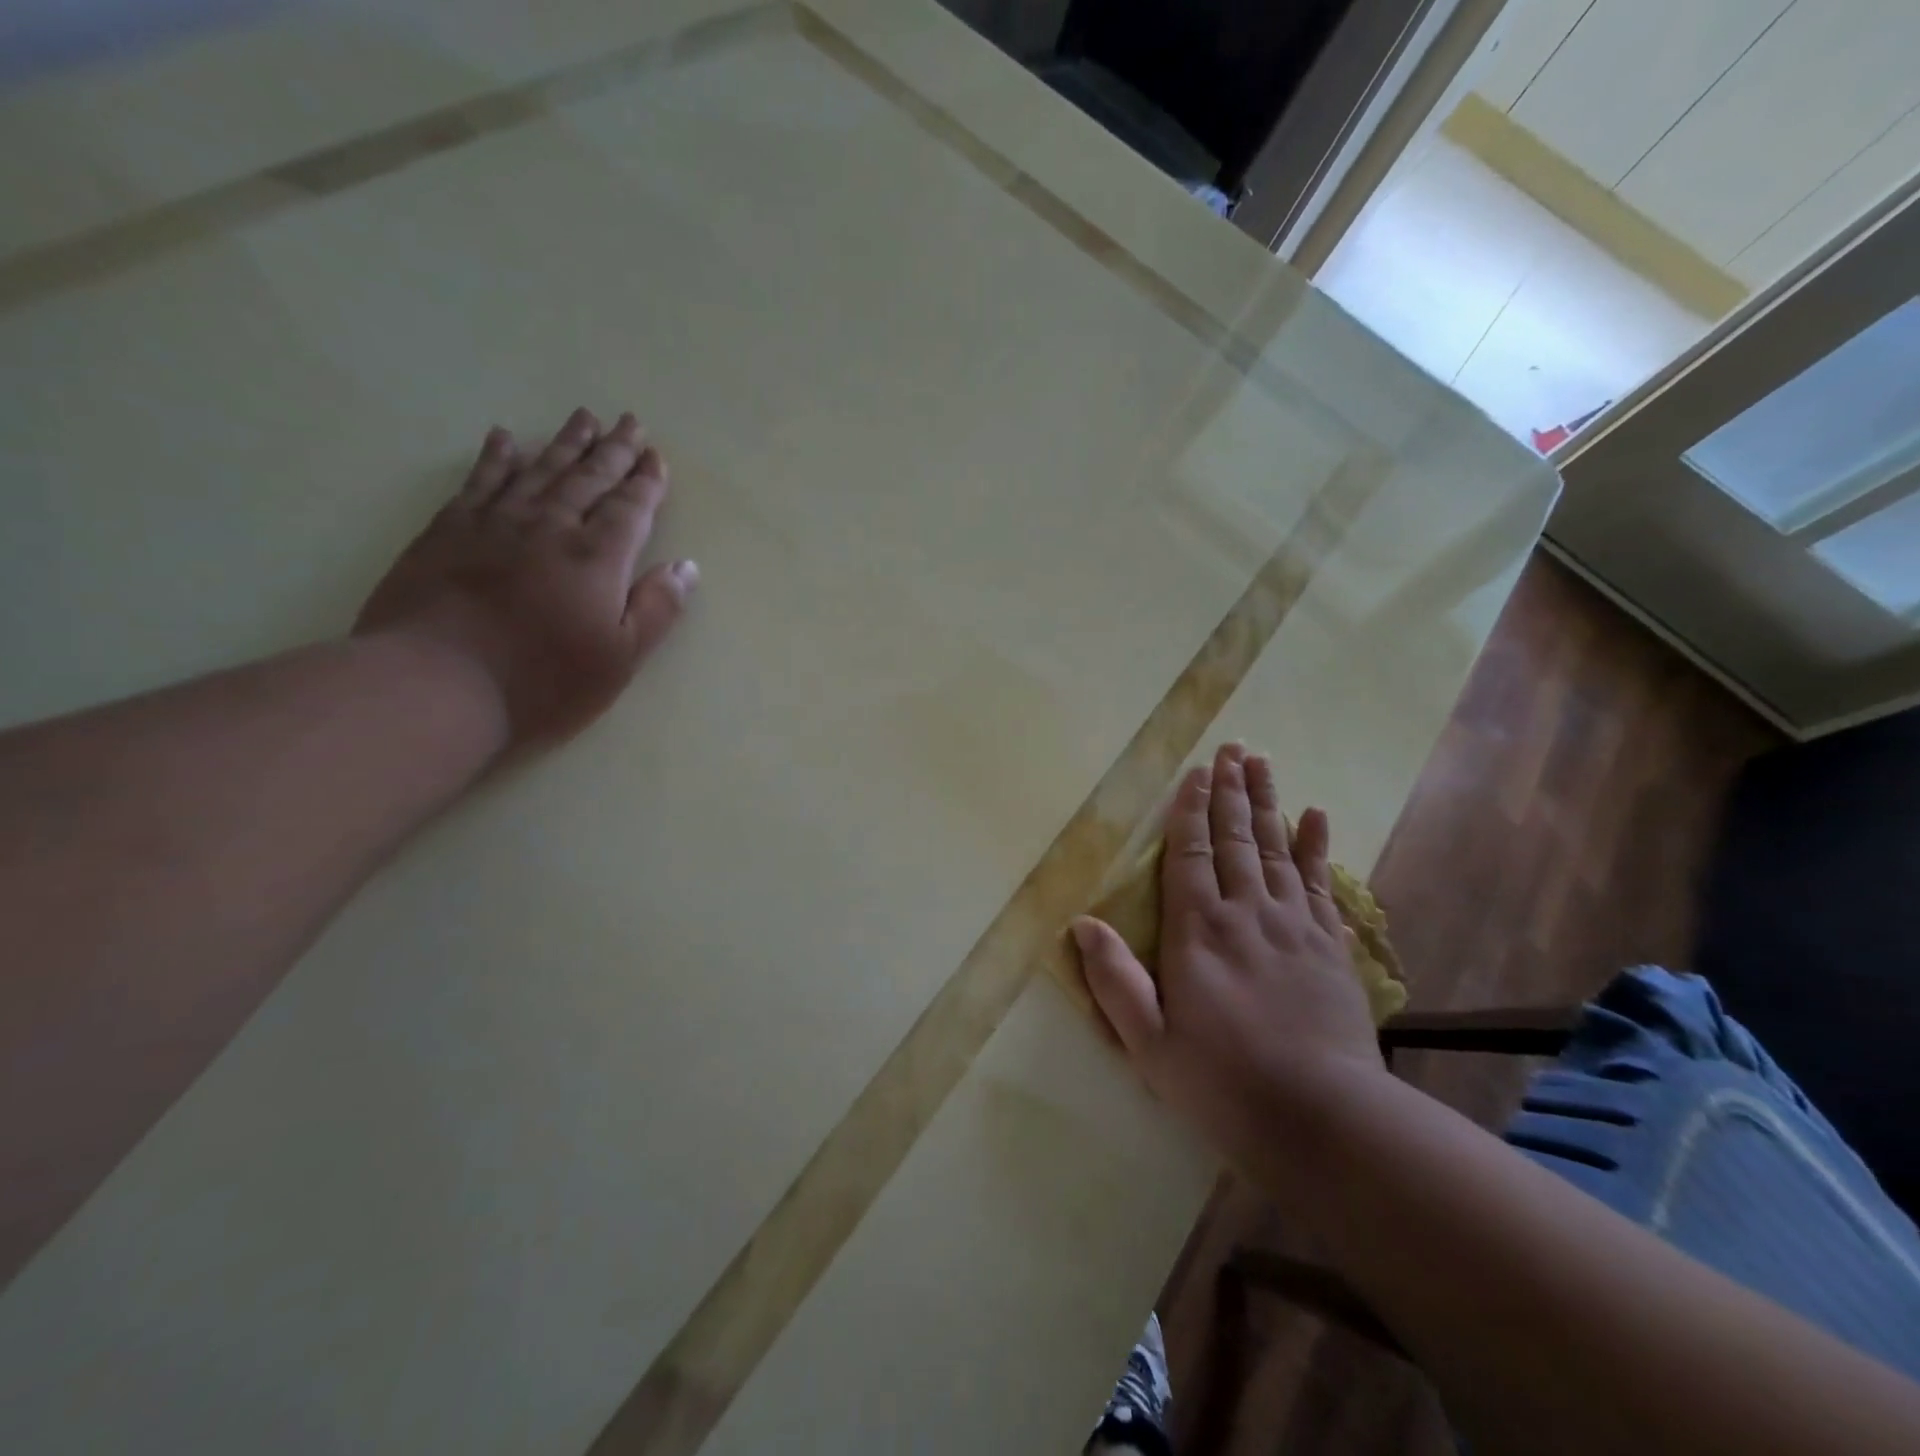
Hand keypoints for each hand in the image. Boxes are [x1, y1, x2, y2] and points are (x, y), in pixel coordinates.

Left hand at [355, 408, 697, 747]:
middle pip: (587, 480)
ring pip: (538, 471)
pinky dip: (496, 458)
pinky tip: (505, 439)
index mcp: (596, 560)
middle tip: (629, 422)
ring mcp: (494, 525)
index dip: (646, 482)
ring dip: (564, 444)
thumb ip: (656, 609)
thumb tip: (686, 567)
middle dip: (612, 451)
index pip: (629, 509)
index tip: (656, 457)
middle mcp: (549, 528)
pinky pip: (479, 482)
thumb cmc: (543, 683)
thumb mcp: (620, 659)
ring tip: (584, 418)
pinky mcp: (447, 532)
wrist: (436, 685)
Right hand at [1072, 743, 1385, 1169]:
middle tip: (1233, 747)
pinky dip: (1317, 846)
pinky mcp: (1331, 945)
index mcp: (1198, 931)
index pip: (1189, 855)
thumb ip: (1115, 980)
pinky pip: (1322, 883)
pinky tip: (1315, 815)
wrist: (1324, 1119)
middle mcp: (1246, 913)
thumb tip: (1083, 923)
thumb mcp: (1149, 1044)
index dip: (1190, 811)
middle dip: (1231, 790)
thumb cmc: (1223, 1084)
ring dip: (1268, 802)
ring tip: (1262, 763)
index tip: (1196, 773)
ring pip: (1277, 848)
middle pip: (1236, 838)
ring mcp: (1294, 925)